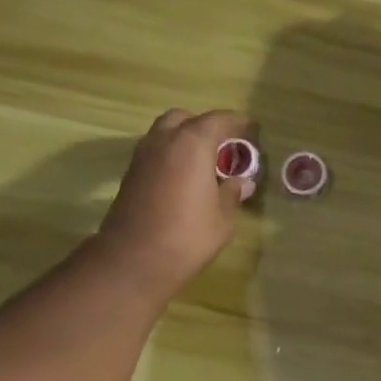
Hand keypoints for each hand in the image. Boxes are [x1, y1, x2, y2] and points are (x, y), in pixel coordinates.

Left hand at [94, 109, 254, 299]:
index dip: (236, 122)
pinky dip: (169, 156)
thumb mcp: (222, 218)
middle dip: (203, 126)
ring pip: (164, 134)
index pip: (218, 120)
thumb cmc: (187, 236)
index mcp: (192, 144)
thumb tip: (243, 182)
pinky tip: (183, 179)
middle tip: (222, 145)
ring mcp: (142, 157)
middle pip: (184, 119)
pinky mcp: (130, 176)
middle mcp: (163, 141)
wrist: (134, 260)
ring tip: (203, 163)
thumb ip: (232, 193)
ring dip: (183, 140)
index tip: (251, 128)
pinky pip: (154, 153)